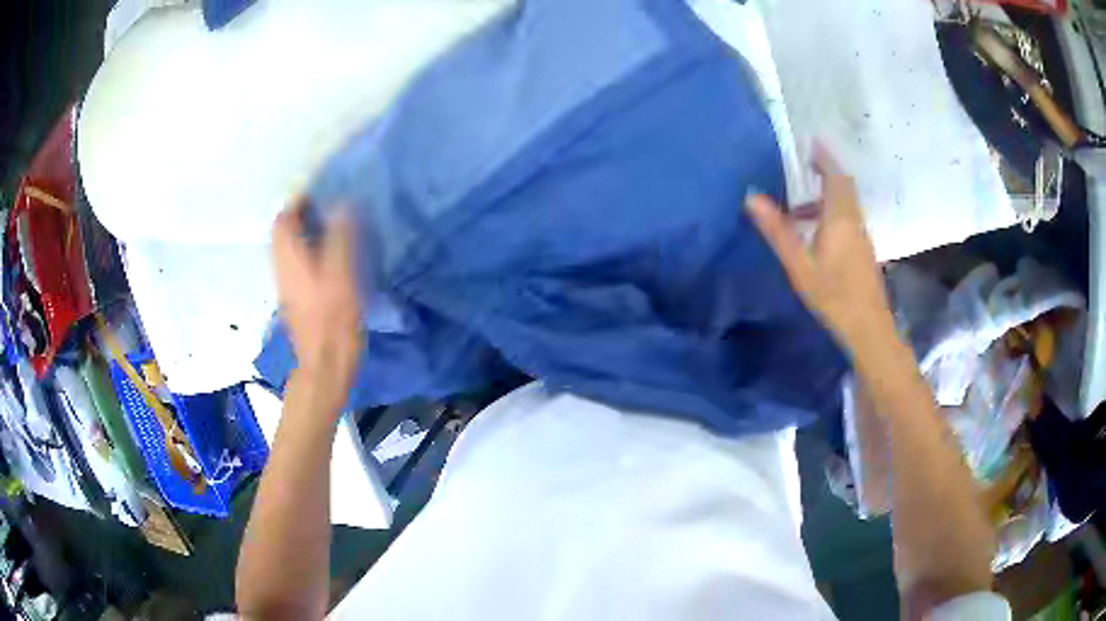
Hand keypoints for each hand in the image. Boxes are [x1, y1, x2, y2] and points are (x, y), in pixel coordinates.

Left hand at [272, 200, 362, 402]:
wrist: (325, 365)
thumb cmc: (333, 319)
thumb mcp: (341, 273)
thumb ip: (340, 236)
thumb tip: (342, 204)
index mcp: (288, 257)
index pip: (283, 218)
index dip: (299, 201)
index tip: (322, 193)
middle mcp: (281, 267)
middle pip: (284, 232)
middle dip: (303, 215)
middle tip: (330, 208)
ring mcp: (287, 285)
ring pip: (290, 249)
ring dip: (307, 234)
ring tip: (334, 229)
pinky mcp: (296, 299)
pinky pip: (298, 264)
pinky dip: (310, 252)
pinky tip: (331, 258)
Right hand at [746, 145, 894, 352]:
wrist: (867, 326)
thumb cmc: (833, 294)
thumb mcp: (799, 264)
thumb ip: (777, 230)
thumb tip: (752, 198)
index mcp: (839, 217)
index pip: (835, 176)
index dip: (824, 157)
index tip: (811, 142)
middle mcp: (854, 220)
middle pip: (844, 186)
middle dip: (826, 172)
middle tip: (806, 166)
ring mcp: (862, 236)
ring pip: (846, 204)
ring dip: (826, 196)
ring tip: (799, 209)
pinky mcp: (864, 250)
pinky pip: (848, 219)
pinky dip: (832, 213)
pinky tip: (816, 234)